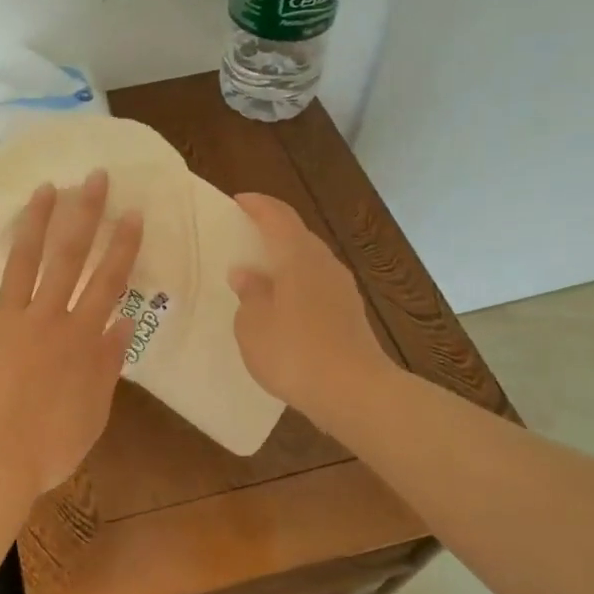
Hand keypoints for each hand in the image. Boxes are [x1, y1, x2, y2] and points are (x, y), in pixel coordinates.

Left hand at [0, 171, 143, 500]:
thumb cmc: (48, 448)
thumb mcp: (94, 412)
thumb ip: (109, 364)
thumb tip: (124, 322)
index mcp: (81, 340)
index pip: (108, 282)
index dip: (122, 245)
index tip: (132, 213)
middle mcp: (47, 318)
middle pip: (70, 257)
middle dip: (85, 214)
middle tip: (93, 177)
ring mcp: (5, 320)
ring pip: (24, 260)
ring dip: (37, 221)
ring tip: (47, 187)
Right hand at [228, 192, 391, 415]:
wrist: (354, 392)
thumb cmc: (294, 352)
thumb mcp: (253, 325)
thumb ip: (249, 294)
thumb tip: (246, 274)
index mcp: (297, 256)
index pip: (278, 216)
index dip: (258, 205)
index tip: (239, 201)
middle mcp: (324, 264)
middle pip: (297, 236)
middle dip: (272, 232)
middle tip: (245, 239)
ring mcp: (342, 288)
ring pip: (310, 262)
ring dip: (286, 262)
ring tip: (261, 275)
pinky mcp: (350, 313)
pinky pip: (318, 286)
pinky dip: (298, 285)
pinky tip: (284, 307)